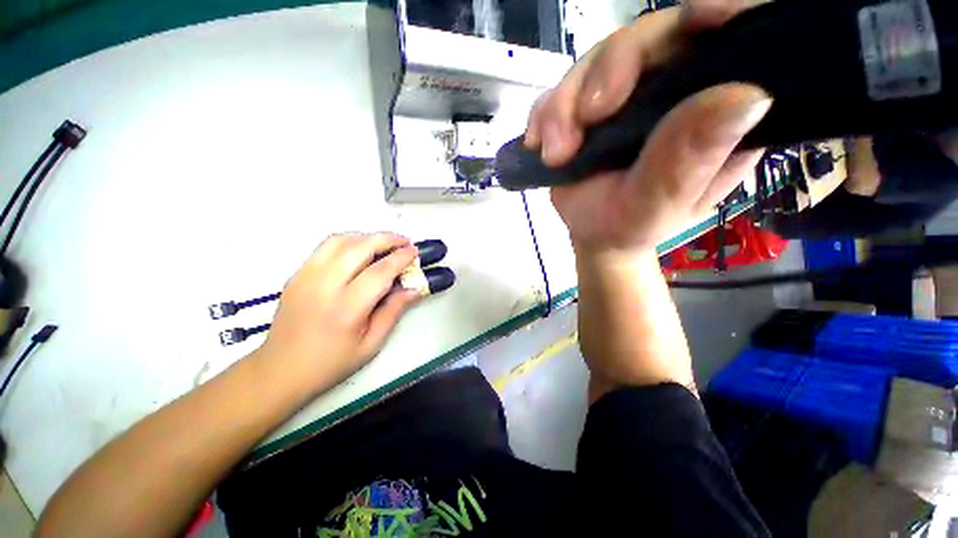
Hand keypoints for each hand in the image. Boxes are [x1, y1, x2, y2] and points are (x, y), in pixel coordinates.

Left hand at [257, 233, 420, 392]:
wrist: (280, 370)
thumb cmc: (331, 363)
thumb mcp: (371, 344)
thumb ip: (393, 311)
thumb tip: (413, 289)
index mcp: (346, 308)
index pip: (379, 272)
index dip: (401, 258)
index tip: (415, 251)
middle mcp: (324, 286)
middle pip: (359, 247)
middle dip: (387, 239)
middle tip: (404, 241)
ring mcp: (306, 277)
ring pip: (339, 241)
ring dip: (366, 236)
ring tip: (384, 243)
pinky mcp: (296, 274)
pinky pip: (325, 247)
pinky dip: (348, 241)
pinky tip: (360, 250)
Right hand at [524, 2, 771, 255]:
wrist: (591, 234)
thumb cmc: (630, 227)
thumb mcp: (657, 205)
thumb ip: (689, 161)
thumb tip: (747, 95)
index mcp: (716, 111)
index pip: (735, 38)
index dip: (722, 14)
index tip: (696, 18)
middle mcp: (677, 88)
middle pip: (651, 37)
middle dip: (610, 70)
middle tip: (587, 118)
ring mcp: (628, 92)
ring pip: (596, 60)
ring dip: (564, 105)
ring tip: (555, 154)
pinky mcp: (588, 103)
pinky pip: (560, 87)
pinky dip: (544, 114)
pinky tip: (539, 144)